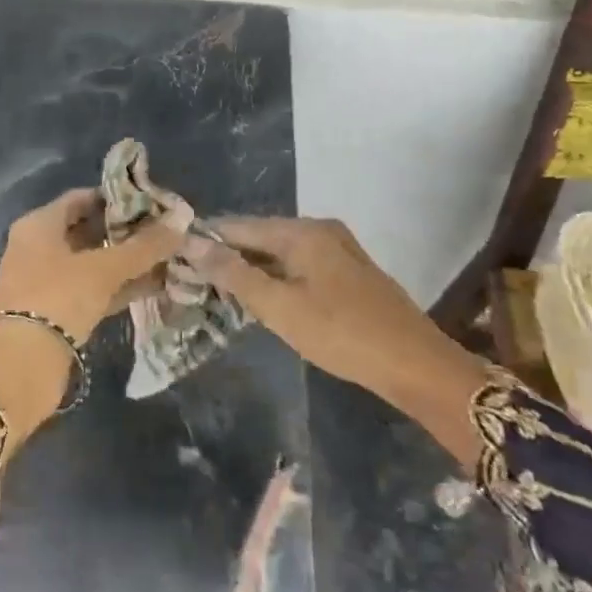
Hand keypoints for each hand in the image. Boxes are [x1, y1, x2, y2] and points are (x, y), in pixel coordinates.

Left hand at [0, 188, 182, 341]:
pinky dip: (118, 286)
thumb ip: (144, 246)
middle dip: (125, 232)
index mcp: (38, 225)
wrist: (24, 367)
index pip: (81, 198)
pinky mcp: (56, 311)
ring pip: (92, 262)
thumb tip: (182, 218)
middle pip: (86, 230)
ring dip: (126, 262)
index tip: (150, 202)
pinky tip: (154, 285)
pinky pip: (92, 289)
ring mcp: (46, 280)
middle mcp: (37, 247)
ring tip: (167, 257)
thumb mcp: (104, 268)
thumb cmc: (59, 298)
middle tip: (163, 230)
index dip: (115, 198)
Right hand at [180, 218, 432, 391]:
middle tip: (192, 281)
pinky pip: (299, 265)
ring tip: (219, 292)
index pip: (238, 226)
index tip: (175, 258)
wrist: (416, 365)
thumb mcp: (279, 307)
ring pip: (280, 252)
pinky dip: (276, 278)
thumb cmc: (341, 334)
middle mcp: (319, 229)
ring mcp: (338, 249)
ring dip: (252, 269)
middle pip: (260, 236)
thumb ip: (234, 273)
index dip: (206, 240)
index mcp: (302, 231)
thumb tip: (191, 242)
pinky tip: (263, 299)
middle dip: (228, 256)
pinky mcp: (348, 271)